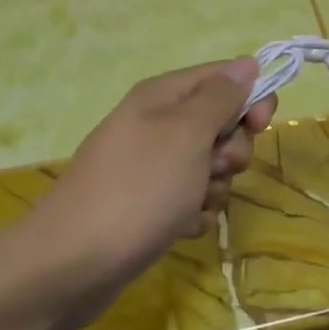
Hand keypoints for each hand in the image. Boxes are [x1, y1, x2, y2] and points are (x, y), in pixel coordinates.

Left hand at [0, 58, 273, 329]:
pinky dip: (194, 212)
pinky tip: (180, 227)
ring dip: (214, 186)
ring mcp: (150, 166)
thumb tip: (247, 63)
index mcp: (163, 95)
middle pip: (220, 122)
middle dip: (231, 148)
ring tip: (192, 204)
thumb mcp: (187, 134)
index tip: (260, 125)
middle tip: (216, 168)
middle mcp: (156, 123)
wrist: (68, 266)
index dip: (250, 97)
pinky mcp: (146, 204)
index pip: (224, 77)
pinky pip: (190, 198)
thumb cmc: (137, 189)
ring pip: (209, 164)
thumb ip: (220, 97)